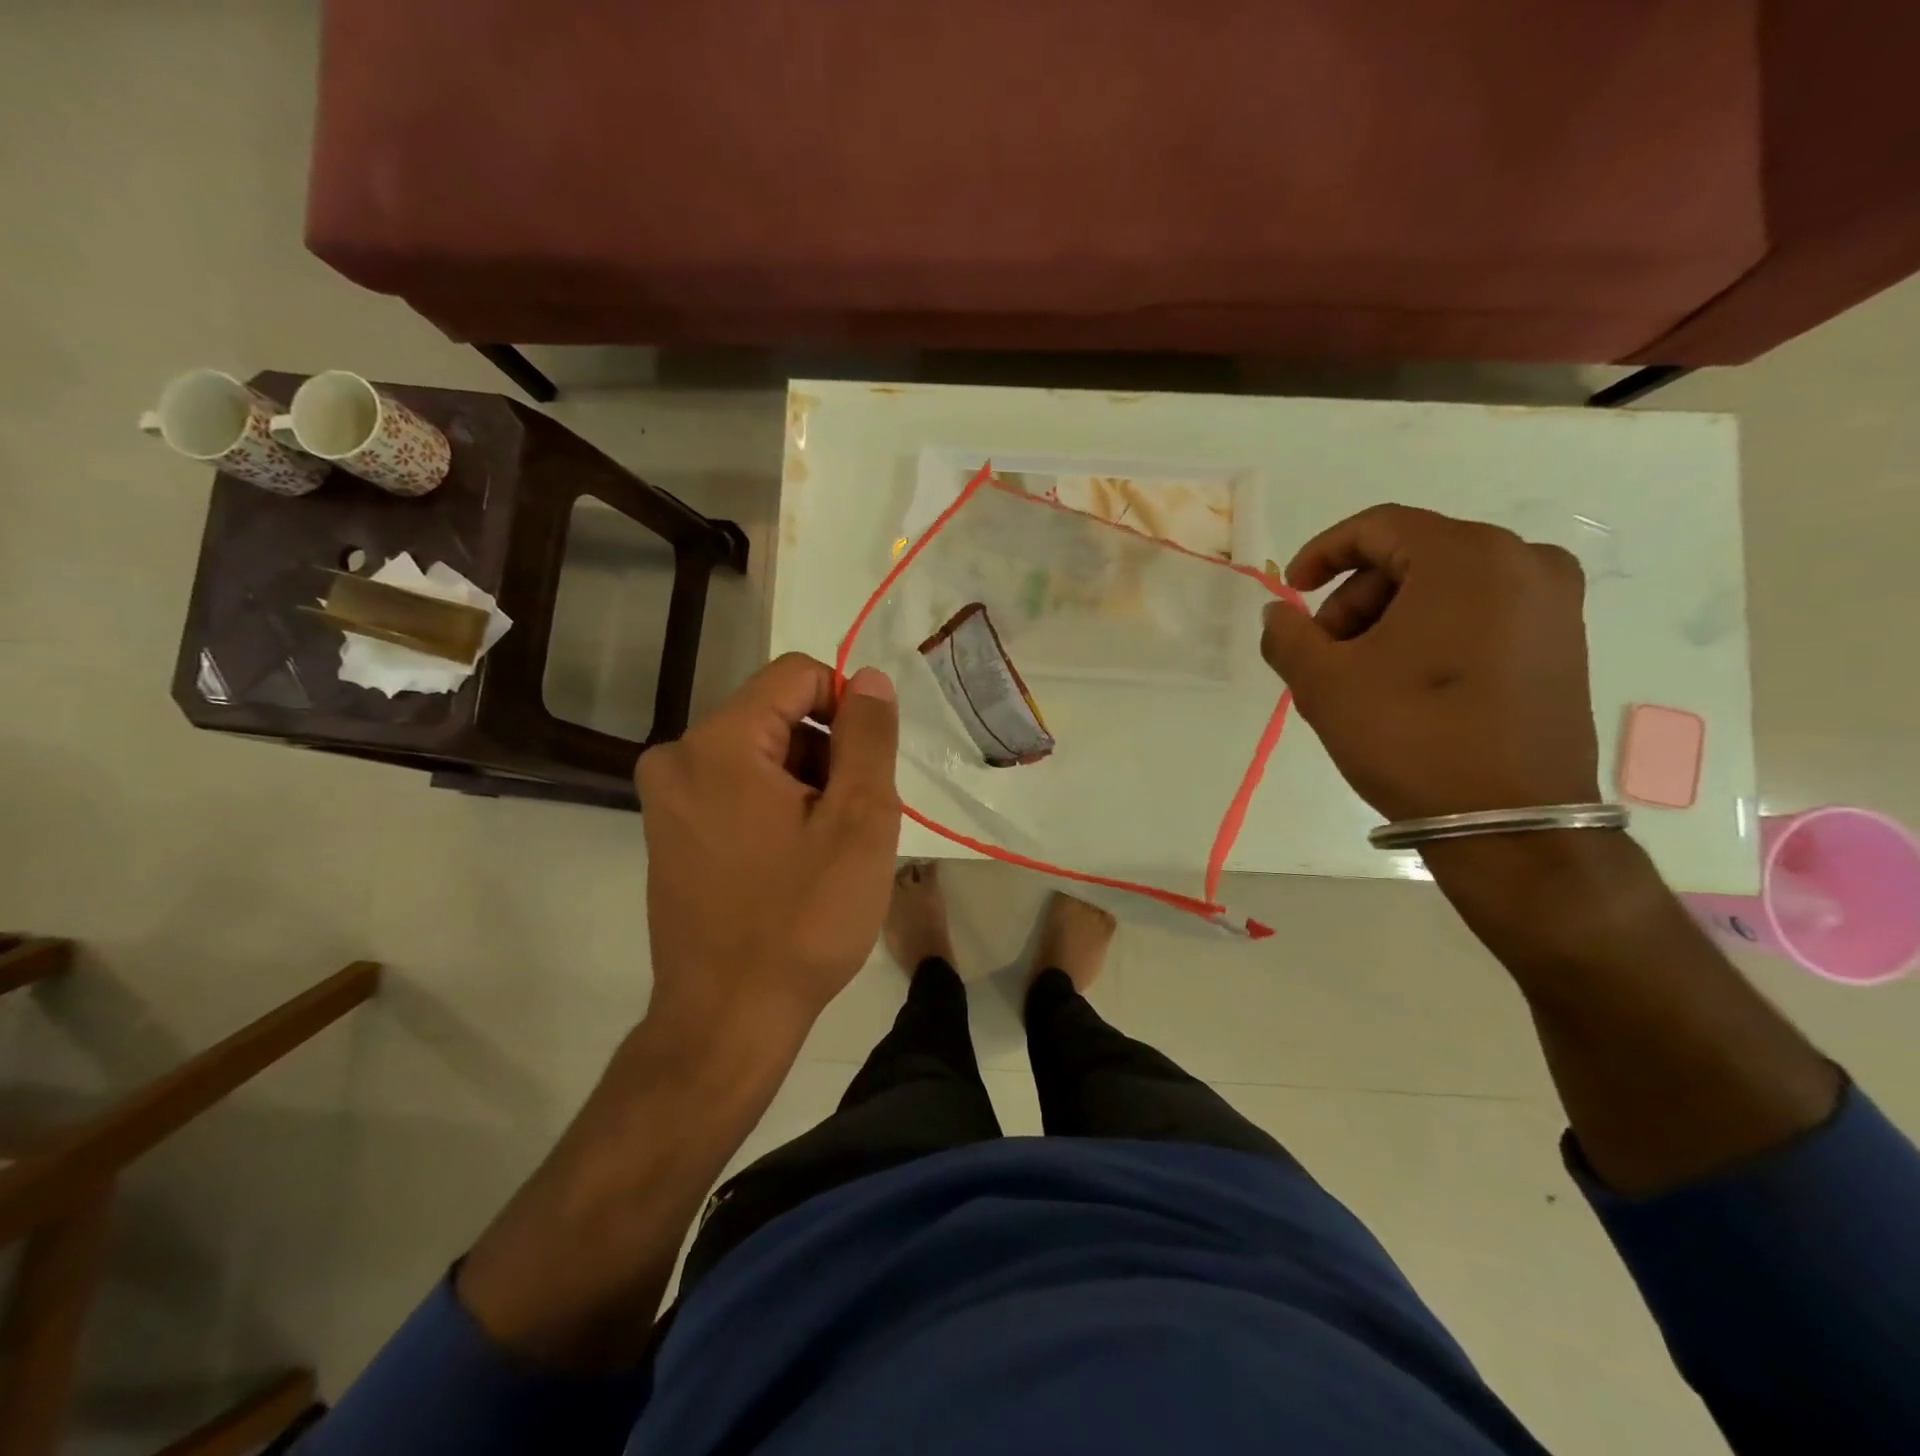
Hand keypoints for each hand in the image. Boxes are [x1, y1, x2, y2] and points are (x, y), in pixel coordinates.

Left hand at [636, 654, 900, 1054]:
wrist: (727, 1020)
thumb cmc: (802, 919)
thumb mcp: (859, 821)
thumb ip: (868, 737)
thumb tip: (870, 680)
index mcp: (719, 743)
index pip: (796, 674)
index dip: (846, 708)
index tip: (867, 771)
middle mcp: (678, 757)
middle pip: (776, 714)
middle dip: (826, 753)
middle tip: (850, 822)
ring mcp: (666, 798)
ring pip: (758, 752)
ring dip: (804, 783)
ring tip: (824, 848)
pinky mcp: (668, 831)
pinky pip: (734, 788)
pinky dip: (773, 806)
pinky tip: (793, 861)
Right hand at [1258, 504, 1599, 821]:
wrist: (1510, 821)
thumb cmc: (1410, 735)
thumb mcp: (1323, 683)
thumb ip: (1286, 635)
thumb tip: (1280, 614)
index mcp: (1468, 556)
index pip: (1378, 526)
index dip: (1321, 553)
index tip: (1291, 593)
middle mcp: (1524, 563)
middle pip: (1412, 557)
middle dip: (1354, 599)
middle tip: (1322, 651)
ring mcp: (1554, 604)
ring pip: (1446, 587)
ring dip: (1388, 619)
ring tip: (1359, 675)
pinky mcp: (1564, 644)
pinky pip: (1481, 614)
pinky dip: (1431, 634)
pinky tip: (1404, 683)